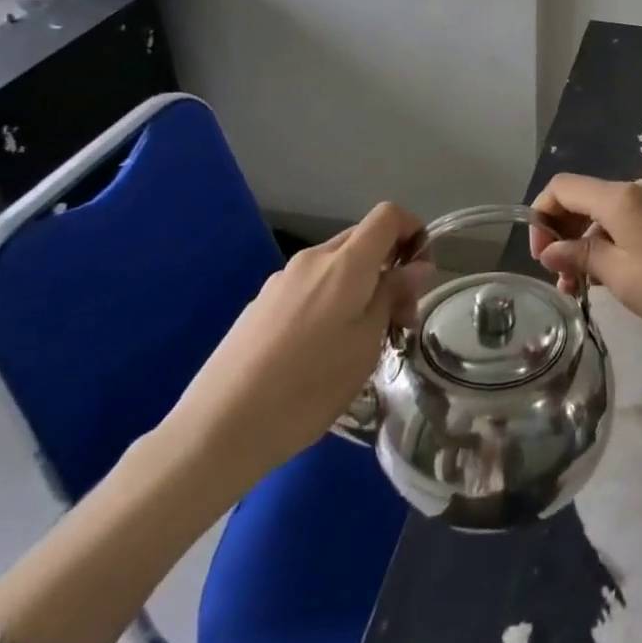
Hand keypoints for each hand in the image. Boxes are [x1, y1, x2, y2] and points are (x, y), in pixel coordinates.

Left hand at [160, 202, 423, 492]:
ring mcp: (282, 280)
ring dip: (361, 287)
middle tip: (399, 319)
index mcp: (345, 262)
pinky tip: (322, 351)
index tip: (421, 273)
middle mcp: (313, 259)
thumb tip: (416, 266)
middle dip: (390, 266)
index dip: (413, 230)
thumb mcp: (367, 344)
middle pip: (363, 239)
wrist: (220, 427)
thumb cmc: (309, 385)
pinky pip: (311, 287)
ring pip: (337, 266)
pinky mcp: (262, 304)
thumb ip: (392, 296)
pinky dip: (332, 301)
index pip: (388, 215)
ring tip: (363, 342)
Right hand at [528, 174, 641, 349]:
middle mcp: (636, 191)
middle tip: (560, 280)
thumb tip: (549, 250)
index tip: (541, 257)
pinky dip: (609, 246)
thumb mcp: (620, 275)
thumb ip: (580, 256)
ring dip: (585, 246)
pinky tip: (609, 280)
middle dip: (562, 234)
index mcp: (620, 197)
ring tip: (580, 291)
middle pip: (583, 199)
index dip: (541, 216)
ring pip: (604, 216)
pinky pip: (627, 225)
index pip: (563, 187)